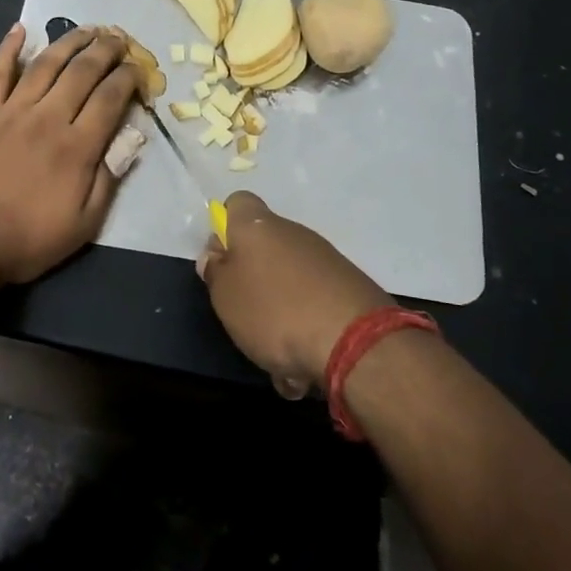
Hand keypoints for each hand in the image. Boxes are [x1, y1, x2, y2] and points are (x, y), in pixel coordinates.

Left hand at [0, 23, 140, 285]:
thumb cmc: (27, 239)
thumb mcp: (83, 224)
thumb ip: (109, 178)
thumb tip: (133, 138)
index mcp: (77, 147)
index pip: (110, 98)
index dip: (129, 78)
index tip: (139, 70)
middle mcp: (48, 118)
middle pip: (82, 71)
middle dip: (106, 50)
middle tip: (119, 39)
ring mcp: (12, 111)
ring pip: (46, 64)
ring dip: (69, 41)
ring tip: (88, 29)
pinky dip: (8, 48)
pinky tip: (20, 29)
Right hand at [197, 192, 387, 398]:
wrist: (355, 342)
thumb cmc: (274, 312)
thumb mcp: (226, 297)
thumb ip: (216, 273)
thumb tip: (216, 255)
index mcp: (258, 226)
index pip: (236, 203)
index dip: (224, 227)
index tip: (221, 261)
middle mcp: (293, 233)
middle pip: (264, 247)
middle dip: (253, 281)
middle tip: (243, 316)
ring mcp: (326, 259)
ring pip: (289, 283)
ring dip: (280, 314)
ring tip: (277, 357)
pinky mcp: (349, 287)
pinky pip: (314, 305)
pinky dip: (306, 329)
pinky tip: (304, 366)